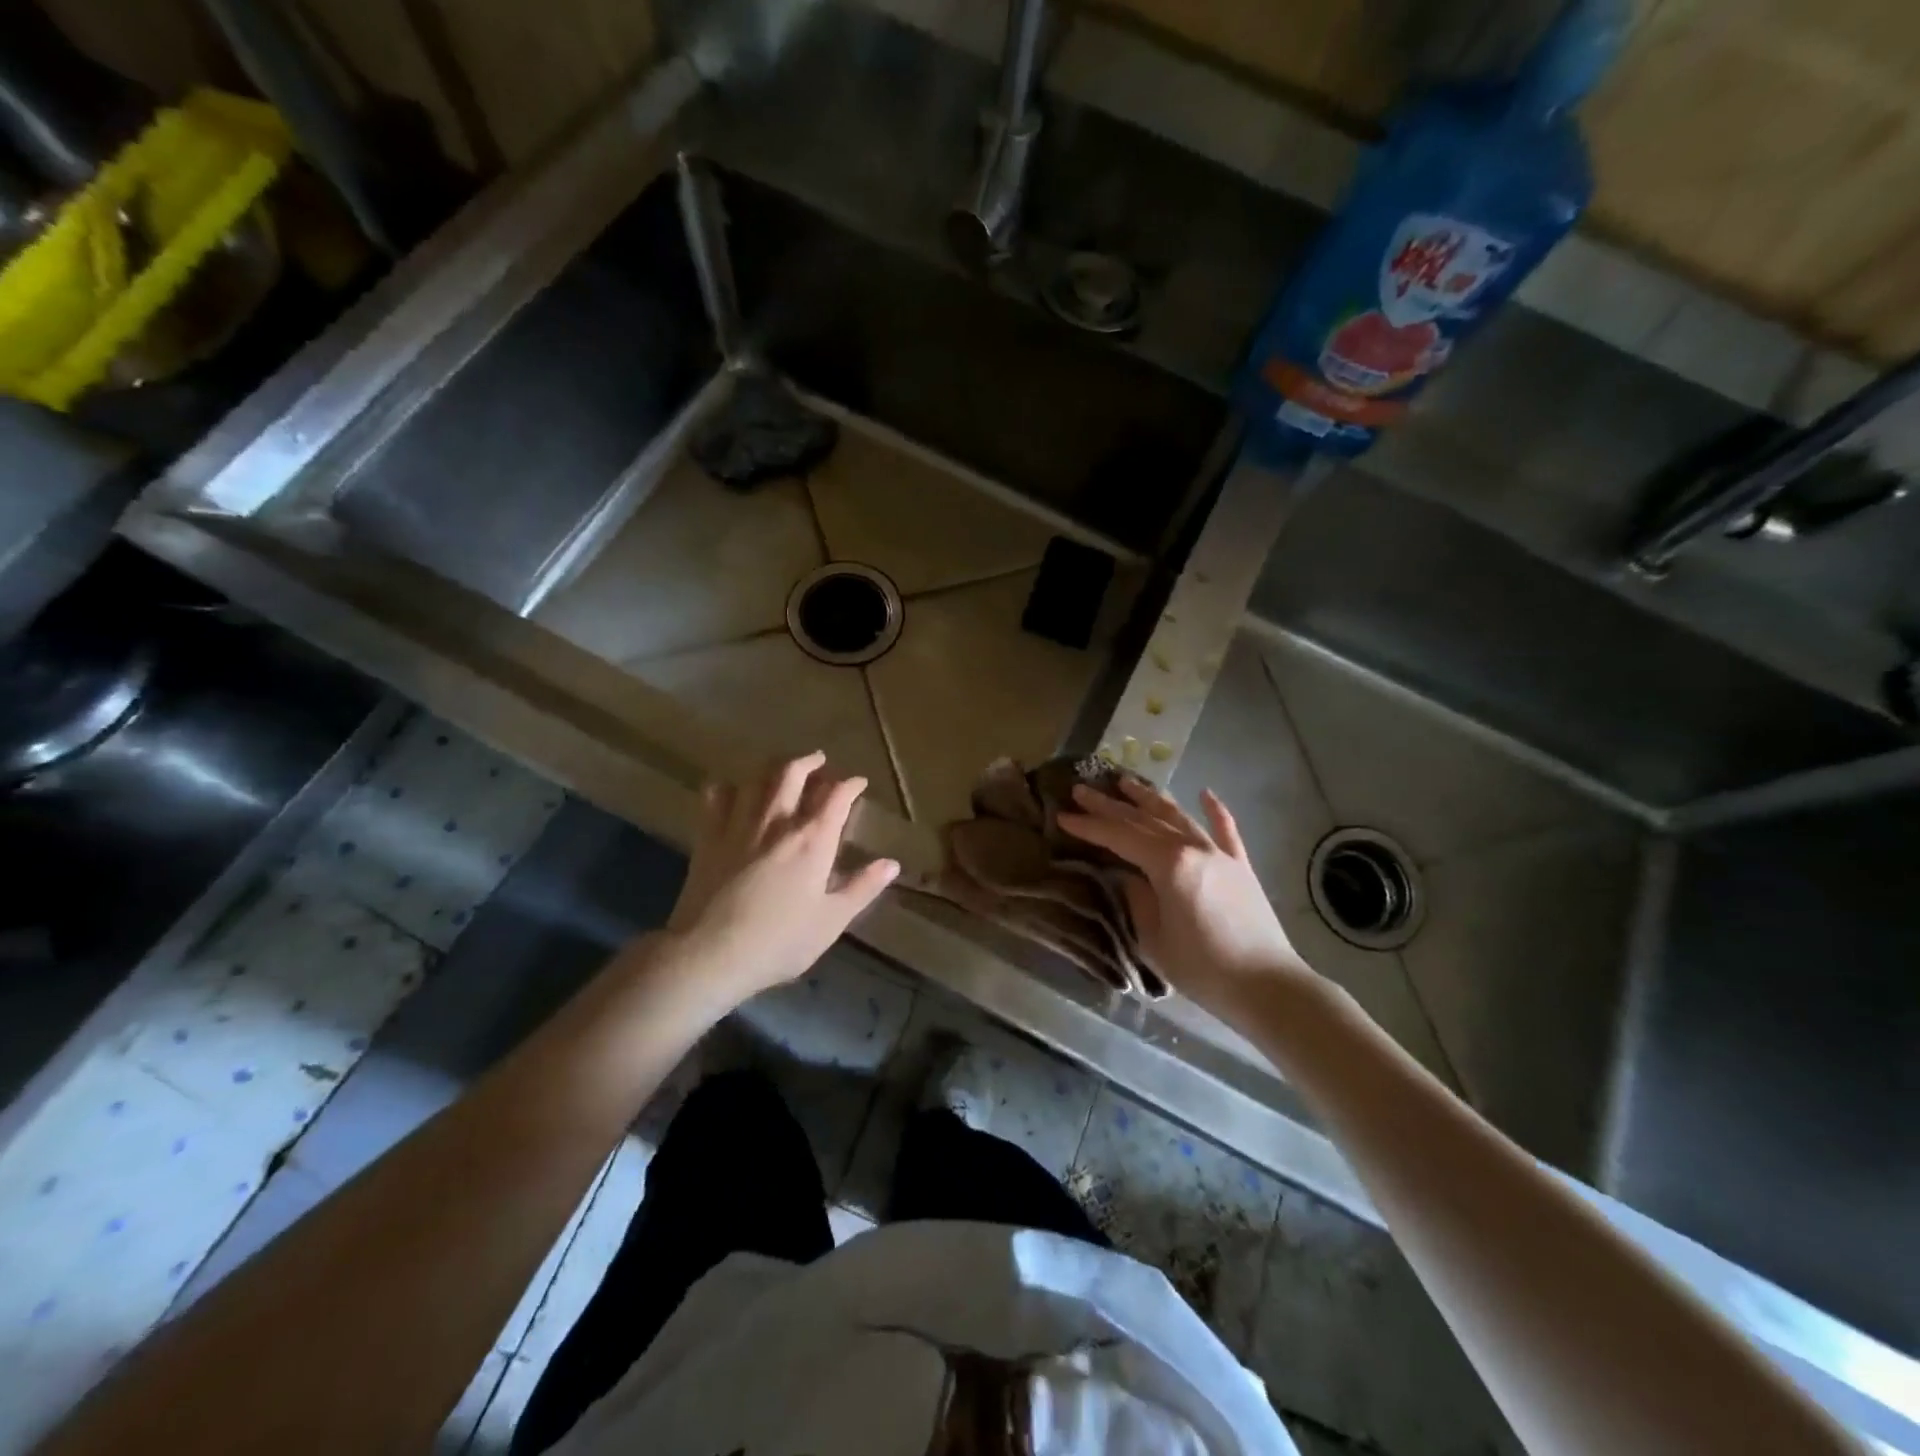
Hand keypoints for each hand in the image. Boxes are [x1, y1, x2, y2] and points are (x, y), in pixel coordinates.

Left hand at [662, 752, 898, 1006]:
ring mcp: (739, 825)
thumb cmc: (779, 941)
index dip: (850, 785)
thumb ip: (862, 888)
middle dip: (810, 762)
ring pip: (757, 779)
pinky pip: (716, 797)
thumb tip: (891, 863)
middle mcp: (777, 822)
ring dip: (773, 768)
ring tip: (782, 770)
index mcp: (812, 841)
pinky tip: (732, 791)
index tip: (858, 783)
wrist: (710, 954)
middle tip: (819, 761)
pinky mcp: (708, 837)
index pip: (836, 797)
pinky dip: (728, 787)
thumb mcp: (831, 921)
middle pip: (793, 773)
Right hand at [1058, 778, 1312, 1019]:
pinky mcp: (1240, 865)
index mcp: (1167, 864)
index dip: (1089, 826)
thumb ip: (1137, 899)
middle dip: (1110, 804)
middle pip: (1144, 820)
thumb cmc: (1202, 968)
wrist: (1267, 986)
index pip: (1119, 837)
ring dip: (1150, 798)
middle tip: (1083, 789)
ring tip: (1126, 782)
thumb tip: (1128, 876)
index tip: (1063, 815)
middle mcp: (1192, 847)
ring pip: (1178, 816)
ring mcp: (1219, 853)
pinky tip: (1206, 793)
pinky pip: (1225, 830)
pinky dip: (1215, 810)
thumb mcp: (1153, 938)